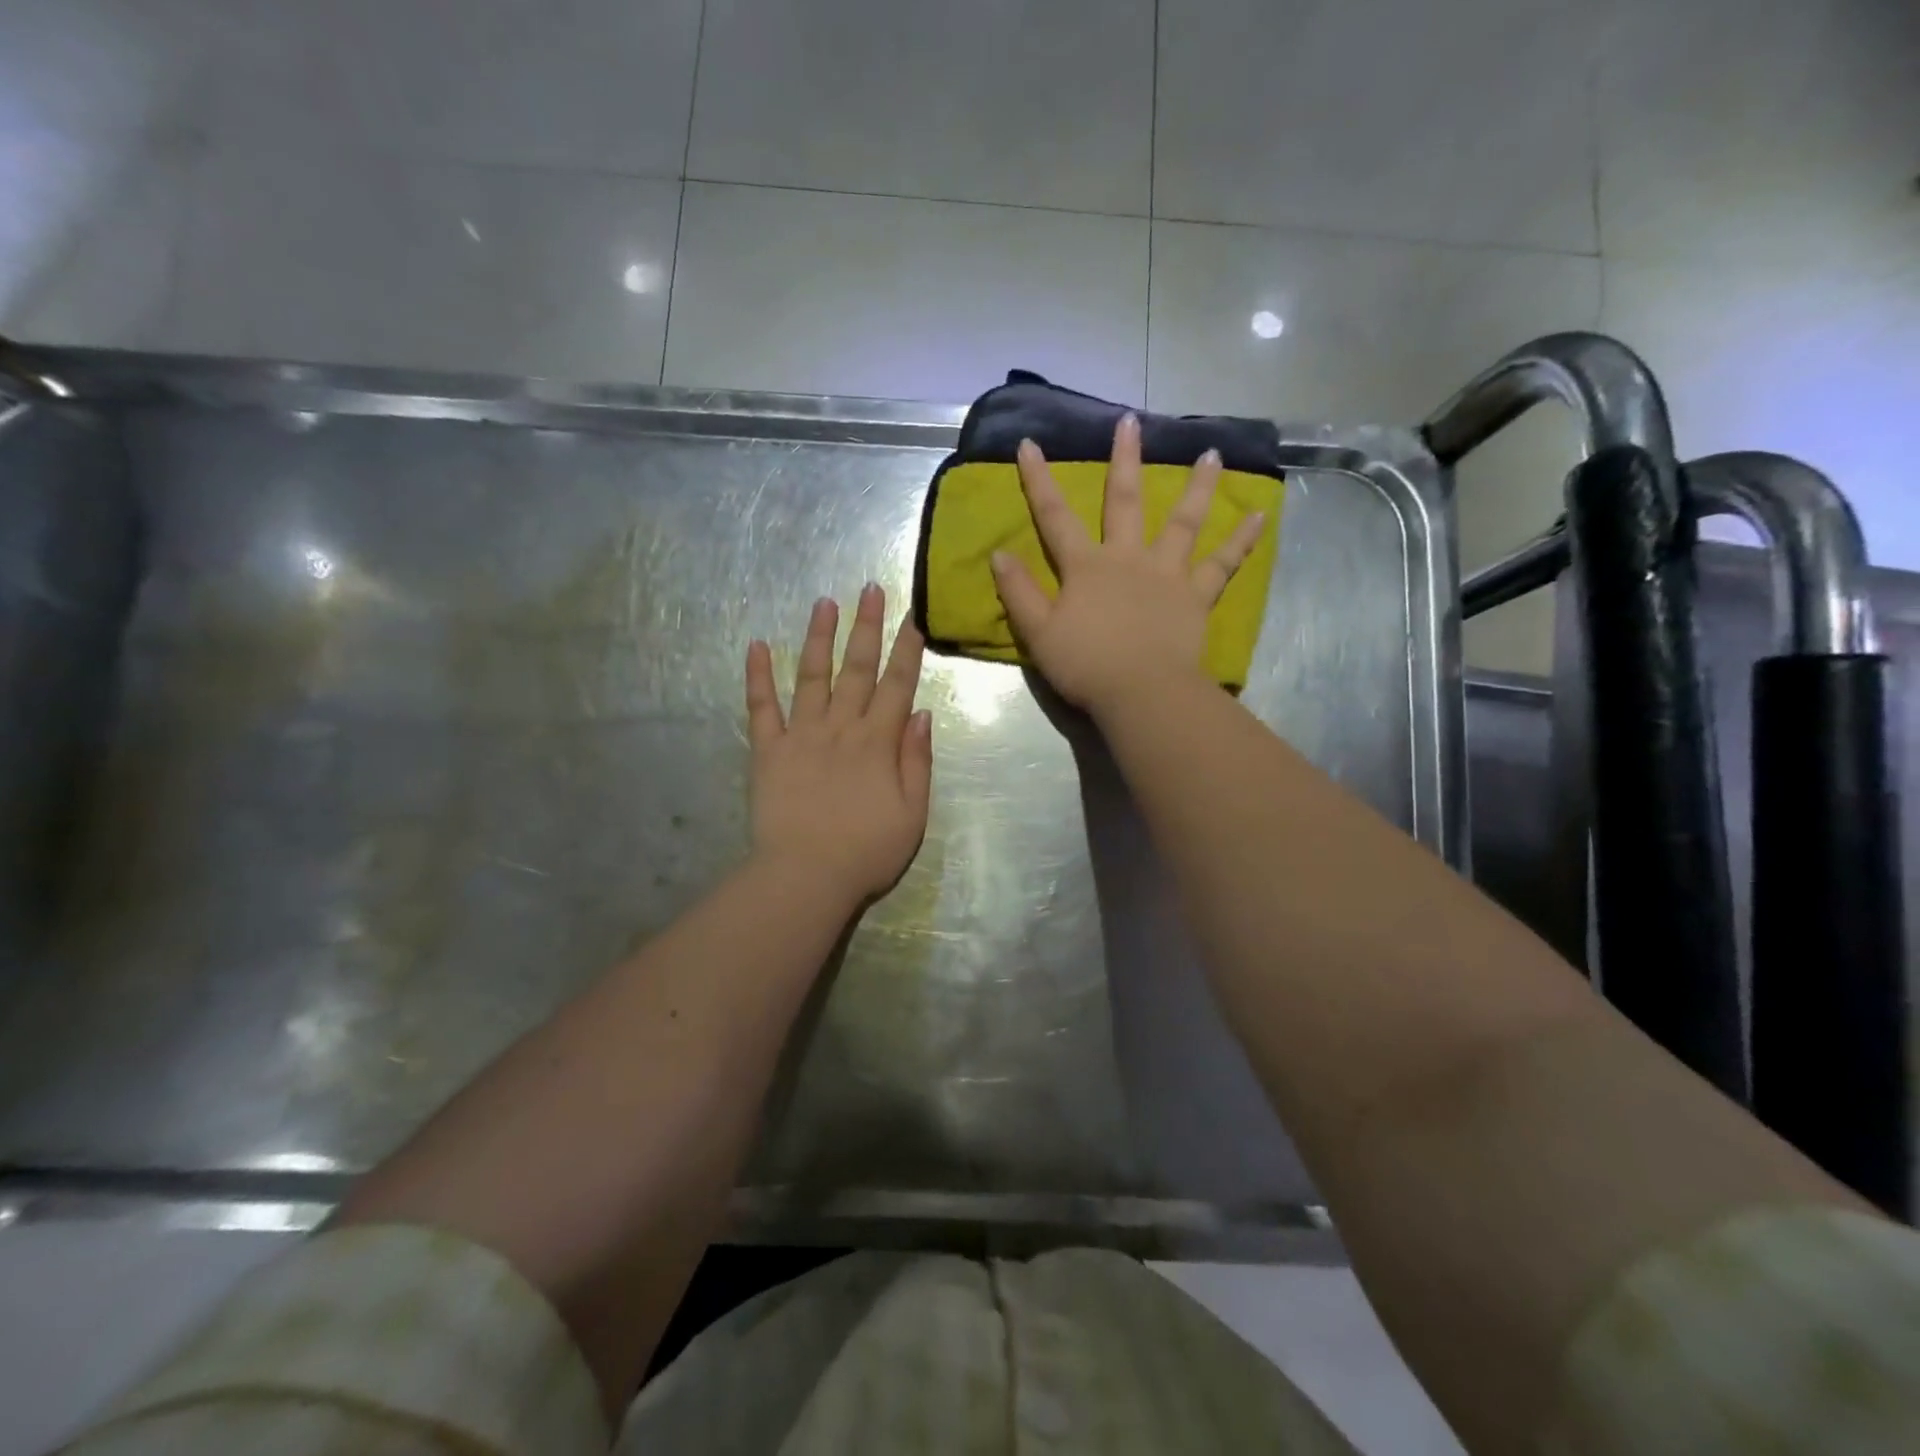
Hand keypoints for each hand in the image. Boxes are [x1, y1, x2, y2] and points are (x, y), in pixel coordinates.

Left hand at [745, 585, 931, 906]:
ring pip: (811, 676)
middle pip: (856, 668)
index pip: (897, 684)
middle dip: (867, 627)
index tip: (913, 616)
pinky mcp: (767, 750)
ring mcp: (800, 735)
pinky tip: (756, 645)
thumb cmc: (867, 851)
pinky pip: (761, 707)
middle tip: (871, 589)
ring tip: (824, 603)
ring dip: (818, 637)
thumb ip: (917, 760)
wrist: (806, 877)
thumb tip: (921, 713)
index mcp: (877, 742)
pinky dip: (757, 676)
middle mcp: (840, 727)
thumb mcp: (913, 813)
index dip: (907, 649)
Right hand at [989, 413, 1266, 715]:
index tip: (1030, 444)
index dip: (1040, 481)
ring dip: (1197, 486)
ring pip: (1184, 521)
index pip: (1055, 517)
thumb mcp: (1038, 633)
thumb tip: (998, 554)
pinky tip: (1261, 515)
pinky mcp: (1196, 595)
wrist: (1141, 693)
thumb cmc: (1086, 665)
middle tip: (1131, 422)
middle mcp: (1128, 558)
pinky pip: (1223, 564)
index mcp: (1086, 567)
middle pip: (1126, 501)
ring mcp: (1167, 573)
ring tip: (1212, 453)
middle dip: (1125, 460)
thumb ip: (1019, 593)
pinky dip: (1241, 540)